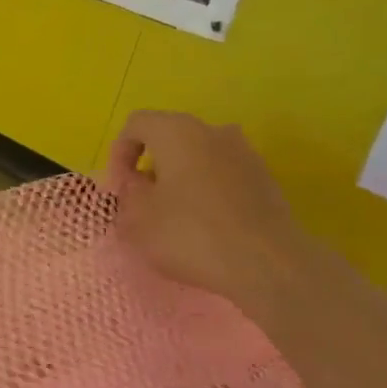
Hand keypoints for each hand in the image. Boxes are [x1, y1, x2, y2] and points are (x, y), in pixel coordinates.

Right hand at [108, 112, 315, 327]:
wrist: (267, 263)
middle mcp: (213, 131)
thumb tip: (137, 183)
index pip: (137, 124)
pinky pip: (223, 177)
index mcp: (177, 131)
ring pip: (199, 157)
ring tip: (174, 217)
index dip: (119, 153)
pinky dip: (207, 193)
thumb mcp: (139, 219)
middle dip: (151, 167)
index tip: (120, 188)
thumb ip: (129, 194)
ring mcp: (244, 153)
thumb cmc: (191, 234)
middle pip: (170, 138)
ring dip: (180, 179)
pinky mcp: (264, 179)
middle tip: (142, 202)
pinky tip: (206, 227)